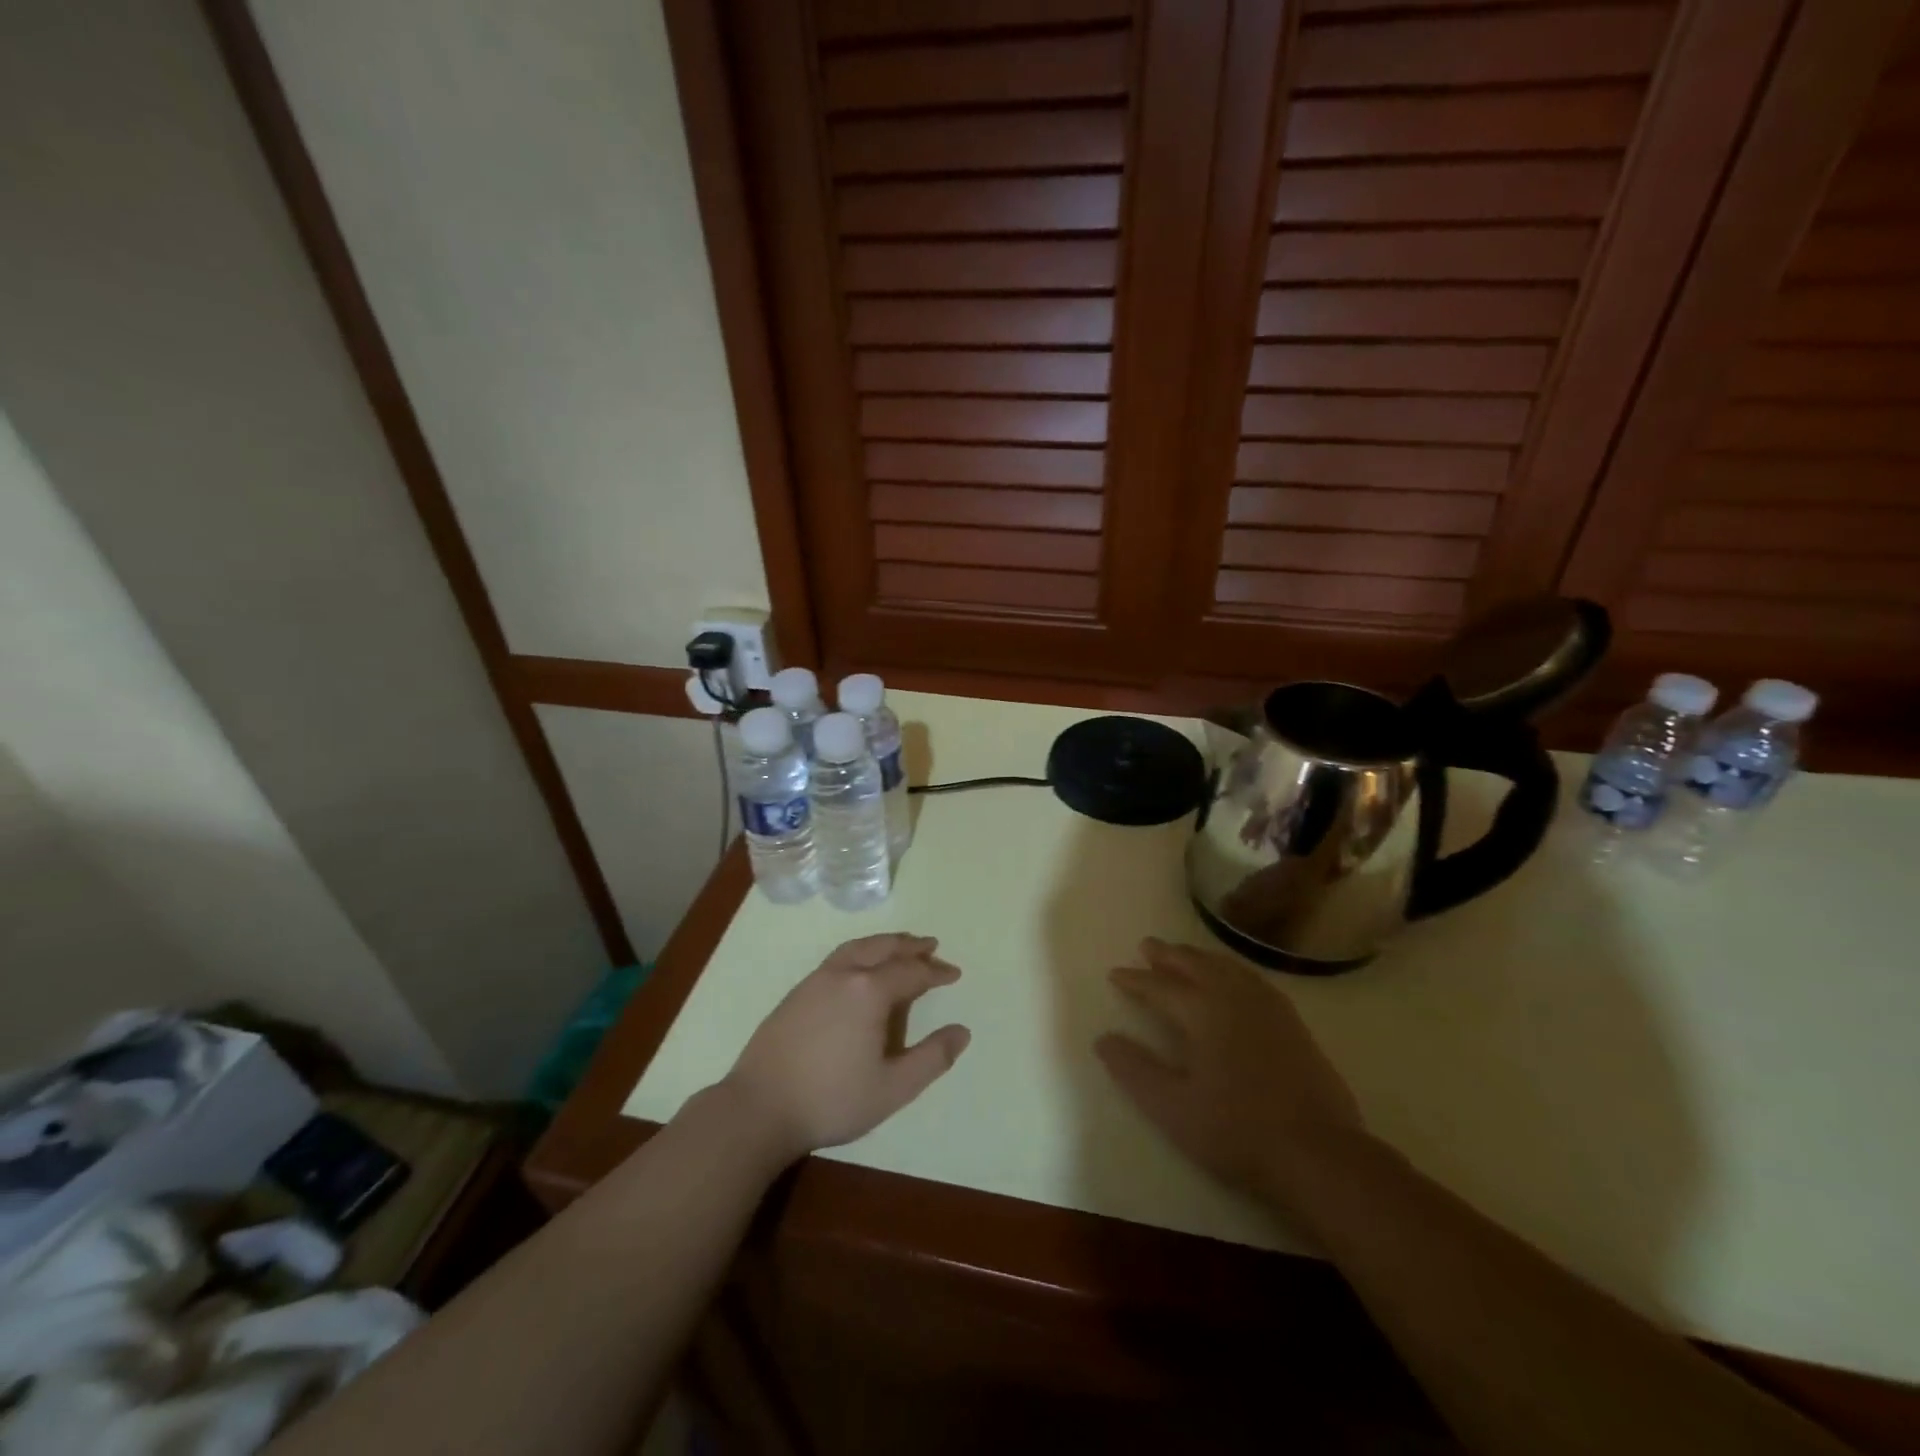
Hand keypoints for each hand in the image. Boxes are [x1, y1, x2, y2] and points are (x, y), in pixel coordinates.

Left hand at [721, 934, 970, 1162]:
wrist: (758, 1108)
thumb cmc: (831, 1099)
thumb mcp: (893, 1088)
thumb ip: (931, 1058)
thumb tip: (962, 1032)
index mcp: (870, 991)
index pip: (911, 972)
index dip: (936, 972)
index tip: (954, 974)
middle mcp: (844, 974)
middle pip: (883, 948)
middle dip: (910, 946)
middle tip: (931, 946)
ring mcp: (815, 980)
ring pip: (857, 948)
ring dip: (883, 944)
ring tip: (899, 946)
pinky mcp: (796, 993)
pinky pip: (838, 958)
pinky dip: (860, 952)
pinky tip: (860, 968)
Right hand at [1095, 938, 1364, 1205]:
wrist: (1318, 1155)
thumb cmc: (1237, 1131)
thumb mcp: (1172, 1108)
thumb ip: (1135, 1070)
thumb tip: (1103, 1039)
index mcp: (1203, 1013)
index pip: (1161, 987)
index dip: (1136, 980)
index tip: (1115, 973)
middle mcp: (1234, 998)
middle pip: (1196, 965)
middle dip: (1168, 955)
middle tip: (1148, 945)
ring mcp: (1268, 1008)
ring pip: (1227, 967)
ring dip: (1200, 957)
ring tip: (1185, 953)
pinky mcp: (1291, 1023)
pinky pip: (1253, 979)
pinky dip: (1232, 969)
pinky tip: (1233, 978)